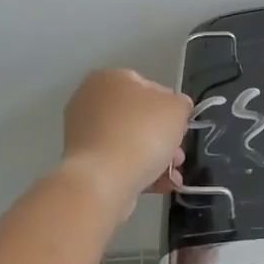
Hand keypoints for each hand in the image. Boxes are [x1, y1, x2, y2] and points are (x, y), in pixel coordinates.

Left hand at [61, 68, 193, 200]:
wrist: (102, 181)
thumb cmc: (141, 133)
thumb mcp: (176, 109)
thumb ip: (180, 104)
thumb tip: (174, 109)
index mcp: (109, 78)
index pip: (149, 87)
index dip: (170, 108)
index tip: (180, 128)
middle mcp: (90, 100)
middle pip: (138, 117)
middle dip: (163, 138)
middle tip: (178, 157)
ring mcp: (82, 133)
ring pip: (129, 142)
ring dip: (155, 158)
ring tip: (171, 178)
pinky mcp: (83, 162)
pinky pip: (117, 162)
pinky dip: (138, 172)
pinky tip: (158, 186)